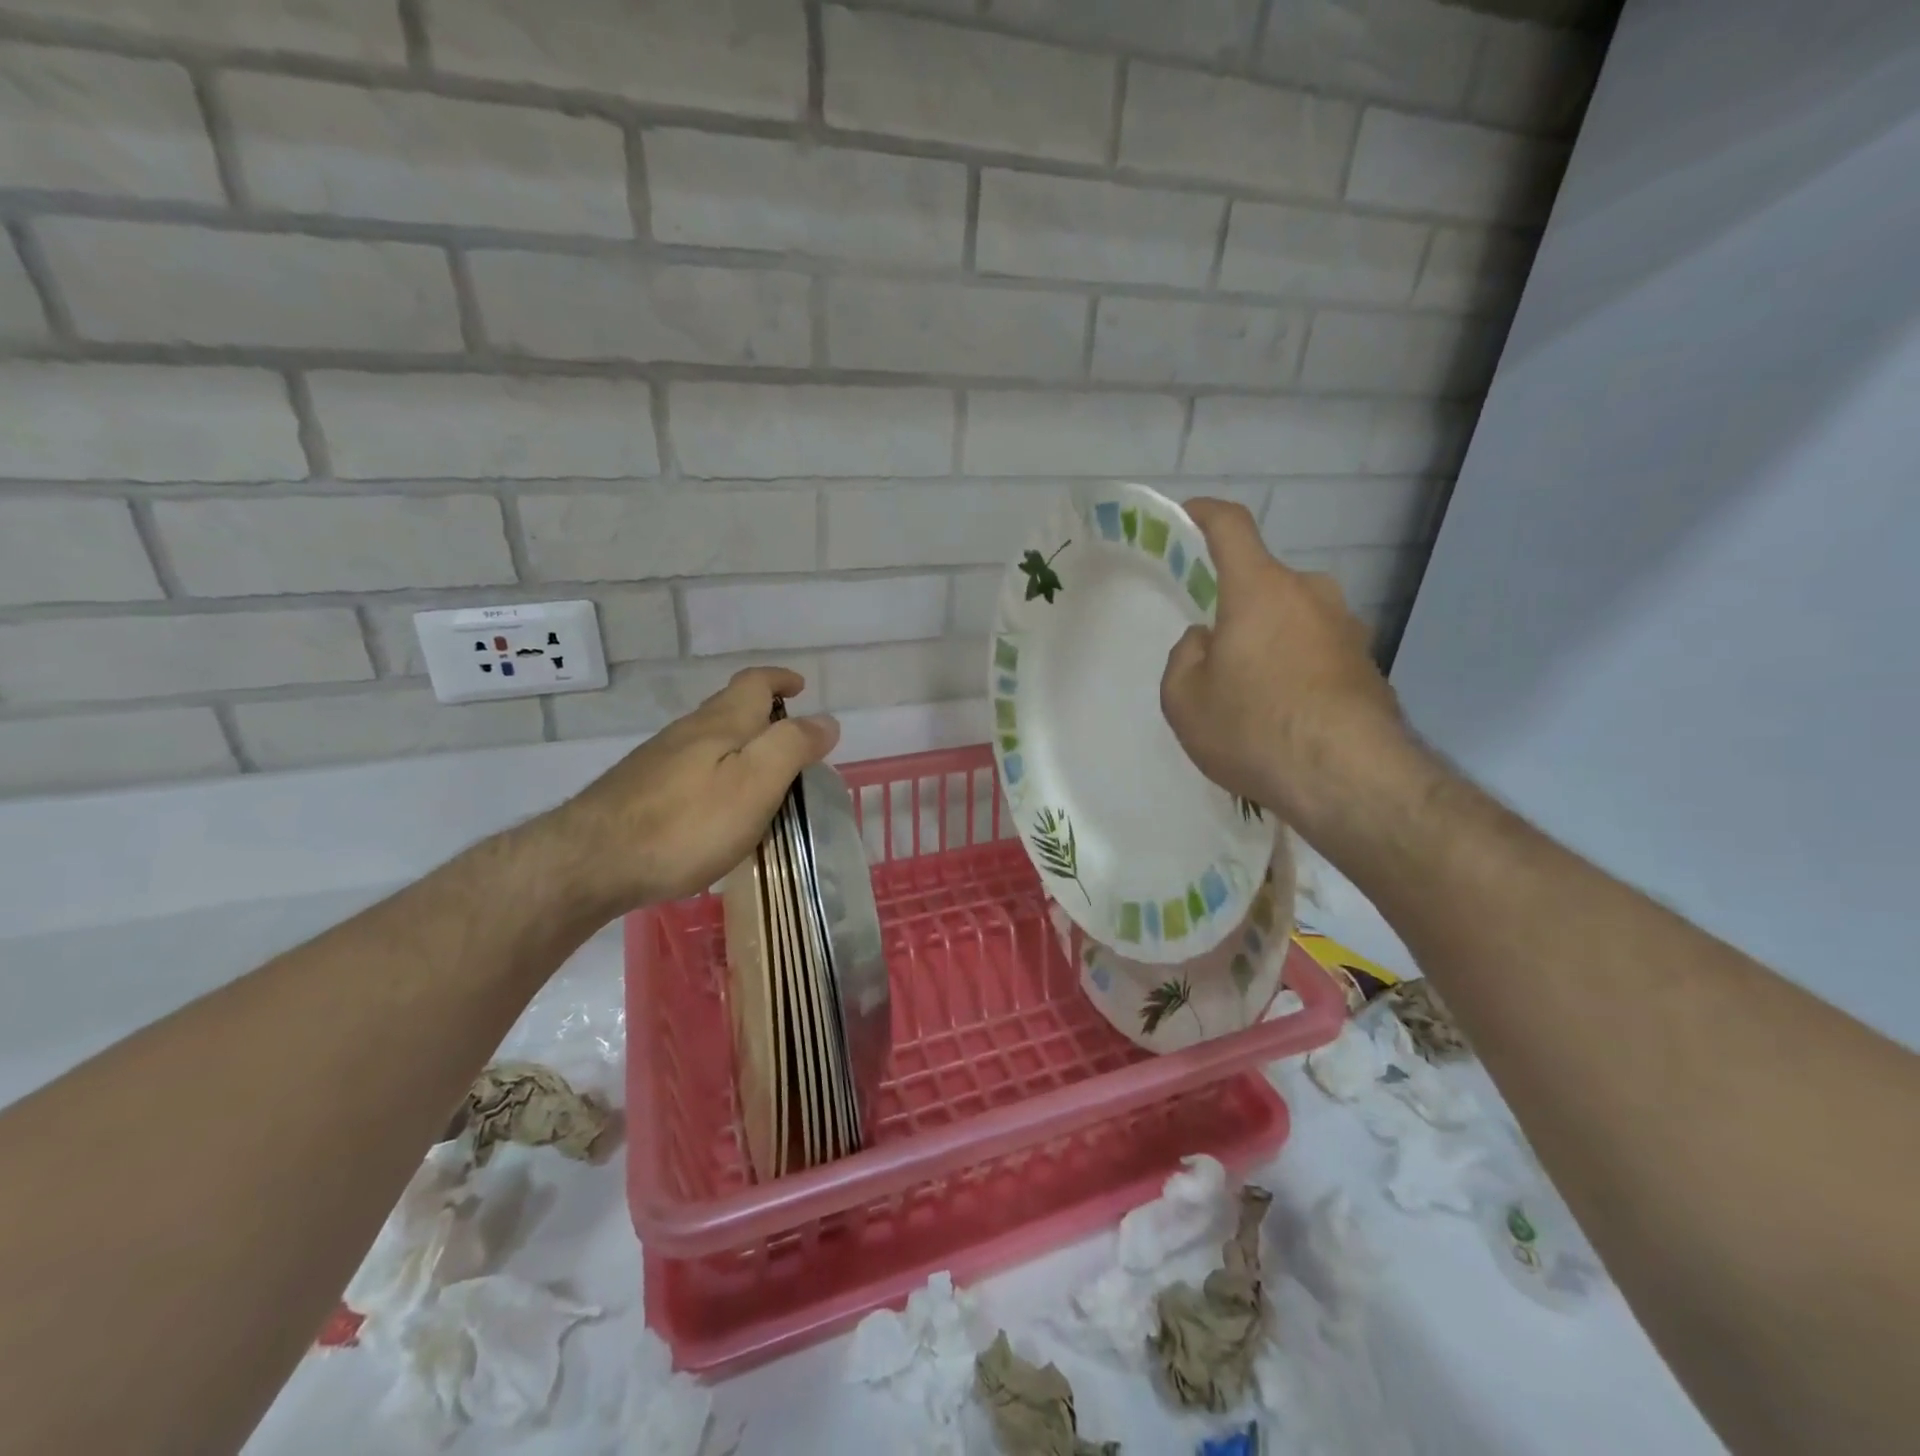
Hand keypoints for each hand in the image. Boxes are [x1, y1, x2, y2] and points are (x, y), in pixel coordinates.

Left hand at [548, 667, 838, 914]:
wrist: (590, 862)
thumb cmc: (686, 823)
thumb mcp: (755, 783)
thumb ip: (793, 747)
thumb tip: (826, 721)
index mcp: (721, 724)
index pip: (754, 683)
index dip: (780, 680)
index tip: (800, 686)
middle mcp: (688, 732)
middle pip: (729, 708)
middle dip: (762, 713)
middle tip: (790, 737)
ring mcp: (658, 761)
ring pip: (708, 739)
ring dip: (739, 744)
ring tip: (761, 774)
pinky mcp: (639, 791)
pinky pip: (690, 768)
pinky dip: (716, 772)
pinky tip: (716, 806)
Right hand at [1159, 500, 1410, 834]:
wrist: (1348, 778)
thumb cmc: (1253, 727)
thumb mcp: (1184, 699)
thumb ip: (1185, 657)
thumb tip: (1208, 641)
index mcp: (1260, 589)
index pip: (1231, 528)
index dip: (1205, 514)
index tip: (1189, 513)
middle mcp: (1311, 594)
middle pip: (1264, 583)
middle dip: (1237, 608)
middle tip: (1215, 654)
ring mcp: (1347, 628)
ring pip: (1293, 620)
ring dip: (1269, 642)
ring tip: (1250, 697)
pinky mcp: (1369, 665)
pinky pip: (1317, 653)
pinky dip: (1296, 670)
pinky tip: (1284, 717)